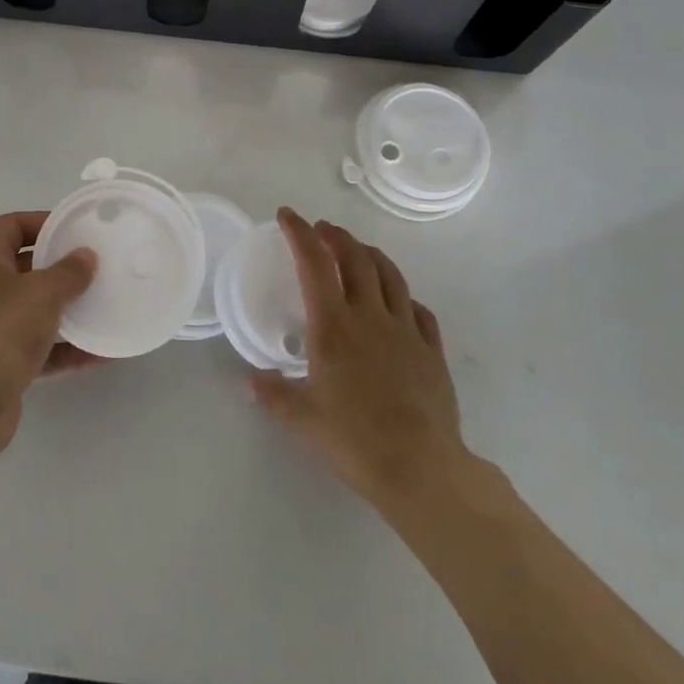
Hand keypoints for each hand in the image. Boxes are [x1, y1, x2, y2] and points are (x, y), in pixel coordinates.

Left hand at [0, 212, 99, 461]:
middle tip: (98, 266)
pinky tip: (101, 352)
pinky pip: (40, 348)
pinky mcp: (1, 365)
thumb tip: (86, 256)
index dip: (44, 222)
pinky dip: (67, 348)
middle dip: (61, 267)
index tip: (79, 230)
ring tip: (106, 304)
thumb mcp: (41, 292)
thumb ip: (68, 271)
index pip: (12, 226)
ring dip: (68, 309)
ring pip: (35, 310)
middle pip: (25, 267)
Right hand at [251, 209, 477, 518]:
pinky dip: (403, 296)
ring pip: (390, 275)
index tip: (287, 215)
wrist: (421, 468)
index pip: (314, 264)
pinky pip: (418, 310)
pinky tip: (398, 302)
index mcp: (333, 325)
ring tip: (358, 250)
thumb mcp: (302, 420)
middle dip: (336, 236)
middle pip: (355, 258)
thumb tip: (251, 382)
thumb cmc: (354, 439)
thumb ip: (274, 395)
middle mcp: (370, 316)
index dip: (299, 233)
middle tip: (322, 230)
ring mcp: (405, 330)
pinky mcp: (431, 350)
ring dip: (370, 254)